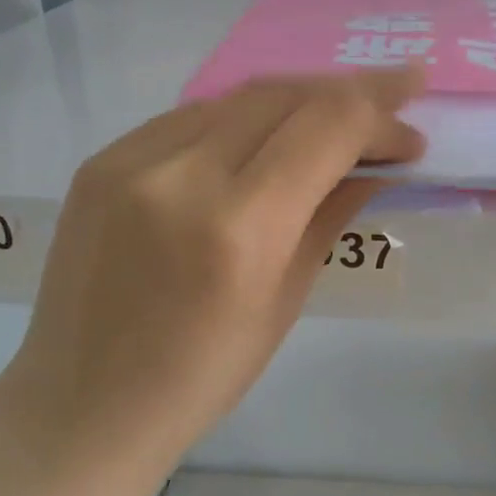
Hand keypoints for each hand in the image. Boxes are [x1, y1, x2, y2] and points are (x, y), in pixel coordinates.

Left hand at [0, 67, 424, 495]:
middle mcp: (180, 175)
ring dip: (296, 100)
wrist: (82, 404)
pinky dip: (240, 120)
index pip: (326, 128)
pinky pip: (189, 119)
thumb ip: (330, 215)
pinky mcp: (101, 160)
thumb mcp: (285, 301)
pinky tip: (262, 140)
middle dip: (348, 91)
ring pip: (236, 97)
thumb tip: (375, 164)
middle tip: (392, 100)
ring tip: (333, 118)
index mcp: (238, 228)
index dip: (380, 113)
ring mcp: (130, 160)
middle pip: (283, 94)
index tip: (413, 126)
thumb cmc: (201, 377)